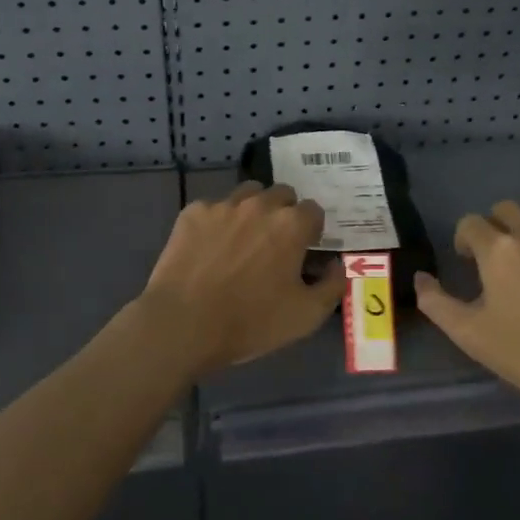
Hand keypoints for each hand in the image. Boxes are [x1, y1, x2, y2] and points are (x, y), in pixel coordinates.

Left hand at [136, 182, 345, 374]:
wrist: (183, 324)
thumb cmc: (250, 322)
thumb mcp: (306, 316)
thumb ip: (332, 285)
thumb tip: (335, 265)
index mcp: (291, 225)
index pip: (313, 210)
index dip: (311, 231)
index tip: (303, 251)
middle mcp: (260, 205)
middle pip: (282, 195)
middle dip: (284, 214)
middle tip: (274, 245)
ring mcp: (223, 205)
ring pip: (248, 194)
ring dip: (253, 210)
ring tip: (243, 240)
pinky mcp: (192, 212)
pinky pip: (214, 207)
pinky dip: (218, 222)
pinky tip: (210, 248)